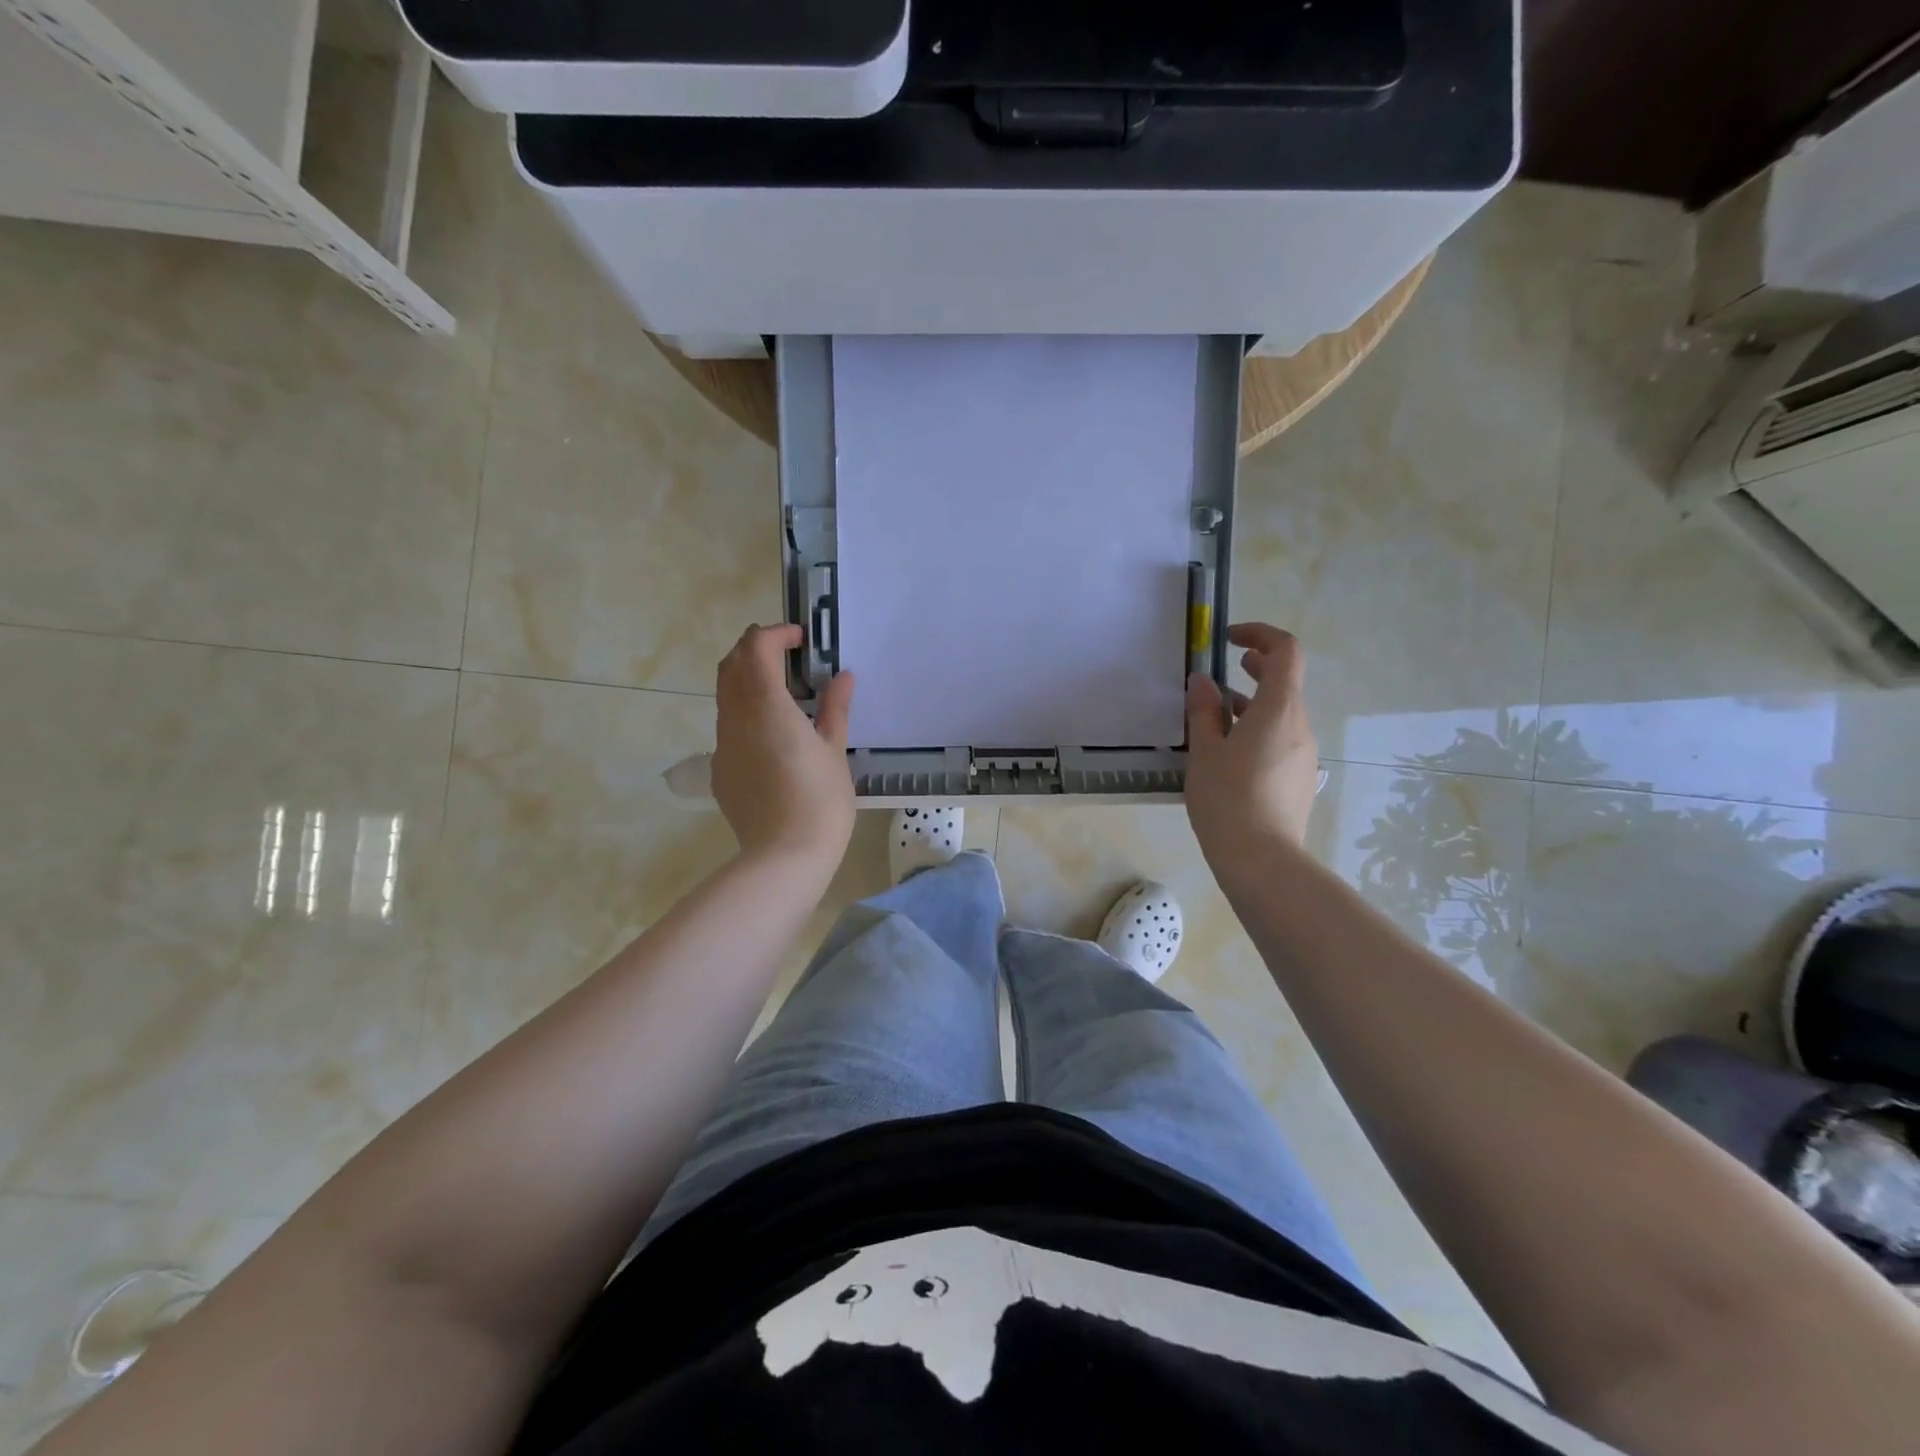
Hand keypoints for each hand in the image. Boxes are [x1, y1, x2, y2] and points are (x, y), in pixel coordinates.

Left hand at [712, 624, 855, 868]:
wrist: (785, 857)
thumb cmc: (820, 801)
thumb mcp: (835, 751)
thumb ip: (835, 709)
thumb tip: (843, 677)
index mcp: (766, 707)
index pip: (756, 648)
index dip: (776, 634)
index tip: (801, 639)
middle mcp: (736, 718)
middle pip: (731, 664)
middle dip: (755, 649)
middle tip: (788, 656)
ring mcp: (722, 744)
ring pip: (725, 694)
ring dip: (747, 679)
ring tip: (783, 692)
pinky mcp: (719, 768)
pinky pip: (727, 726)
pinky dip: (745, 711)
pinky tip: (772, 735)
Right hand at [1184, 624, 1319, 870]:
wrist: (1263, 861)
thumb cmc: (1227, 799)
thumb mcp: (1205, 751)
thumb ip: (1204, 711)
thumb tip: (1202, 682)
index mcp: (1279, 709)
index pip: (1286, 651)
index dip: (1260, 634)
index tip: (1229, 640)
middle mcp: (1300, 725)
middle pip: (1285, 682)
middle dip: (1256, 667)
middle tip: (1225, 669)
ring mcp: (1304, 754)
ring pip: (1281, 714)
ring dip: (1252, 704)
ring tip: (1214, 718)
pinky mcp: (1300, 779)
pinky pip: (1281, 740)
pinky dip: (1258, 731)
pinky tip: (1228, 755)